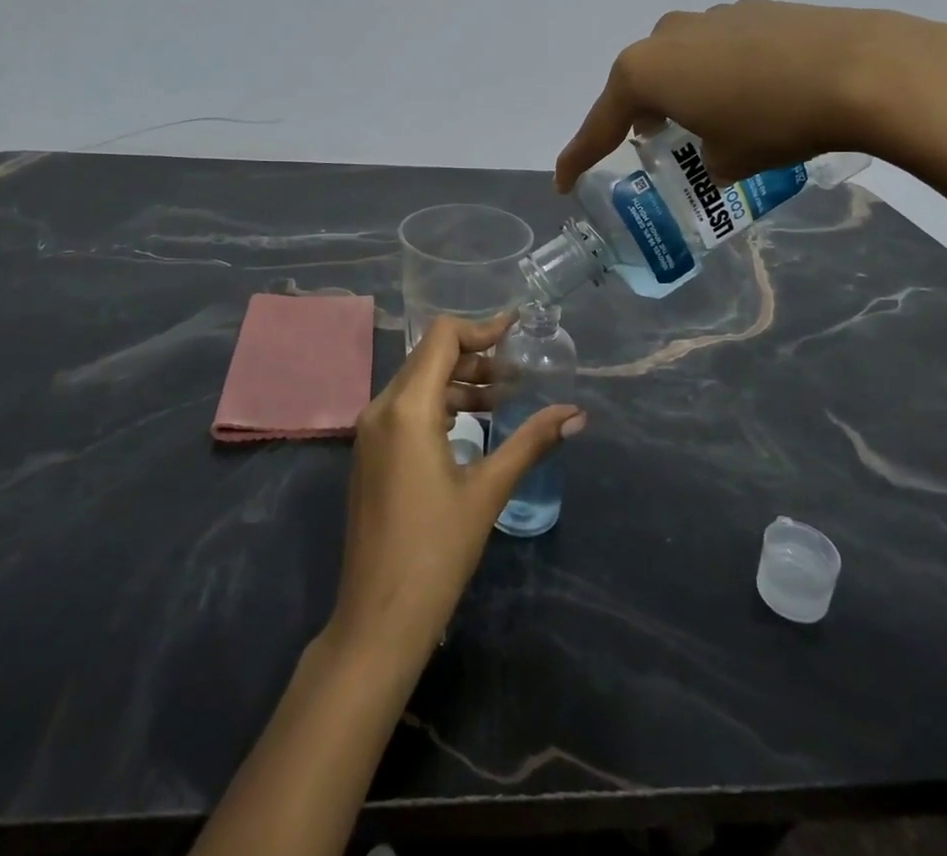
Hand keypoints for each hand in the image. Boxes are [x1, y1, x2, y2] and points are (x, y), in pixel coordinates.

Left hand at [325, 315, 585, 664]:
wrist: (378, 618)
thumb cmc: (436, 550)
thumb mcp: (488, 490)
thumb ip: (531, 442)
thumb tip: (577, 414)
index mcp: (407, 408)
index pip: (442, 338)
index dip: (481, 328)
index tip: (517, 329)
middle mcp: (381, 408)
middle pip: (430, 357)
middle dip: (475, 357)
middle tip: (518, 372)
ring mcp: (369, 432)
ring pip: (417, 383)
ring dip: (459, 382)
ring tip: (503, 399)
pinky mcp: (369, 453)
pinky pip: (406, 408)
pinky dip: (440, 404)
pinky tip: (471, 426)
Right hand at [555, 0, 946, 188]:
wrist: (863, 70)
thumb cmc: (775, 122)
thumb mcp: (730, 159)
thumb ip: (709, 155)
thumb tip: (720, 148)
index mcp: (646, 70)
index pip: (601, 123)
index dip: (580, 156)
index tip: (563, 182)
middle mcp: (670, 34)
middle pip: (639, 80)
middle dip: (640, 113)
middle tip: (652, 141)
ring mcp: (714, 16)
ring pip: (681, 58)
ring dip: (684, 89)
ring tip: (711, 118)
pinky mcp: (757, 10)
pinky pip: (720, 47)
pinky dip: (723, 72)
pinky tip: (756, 93)